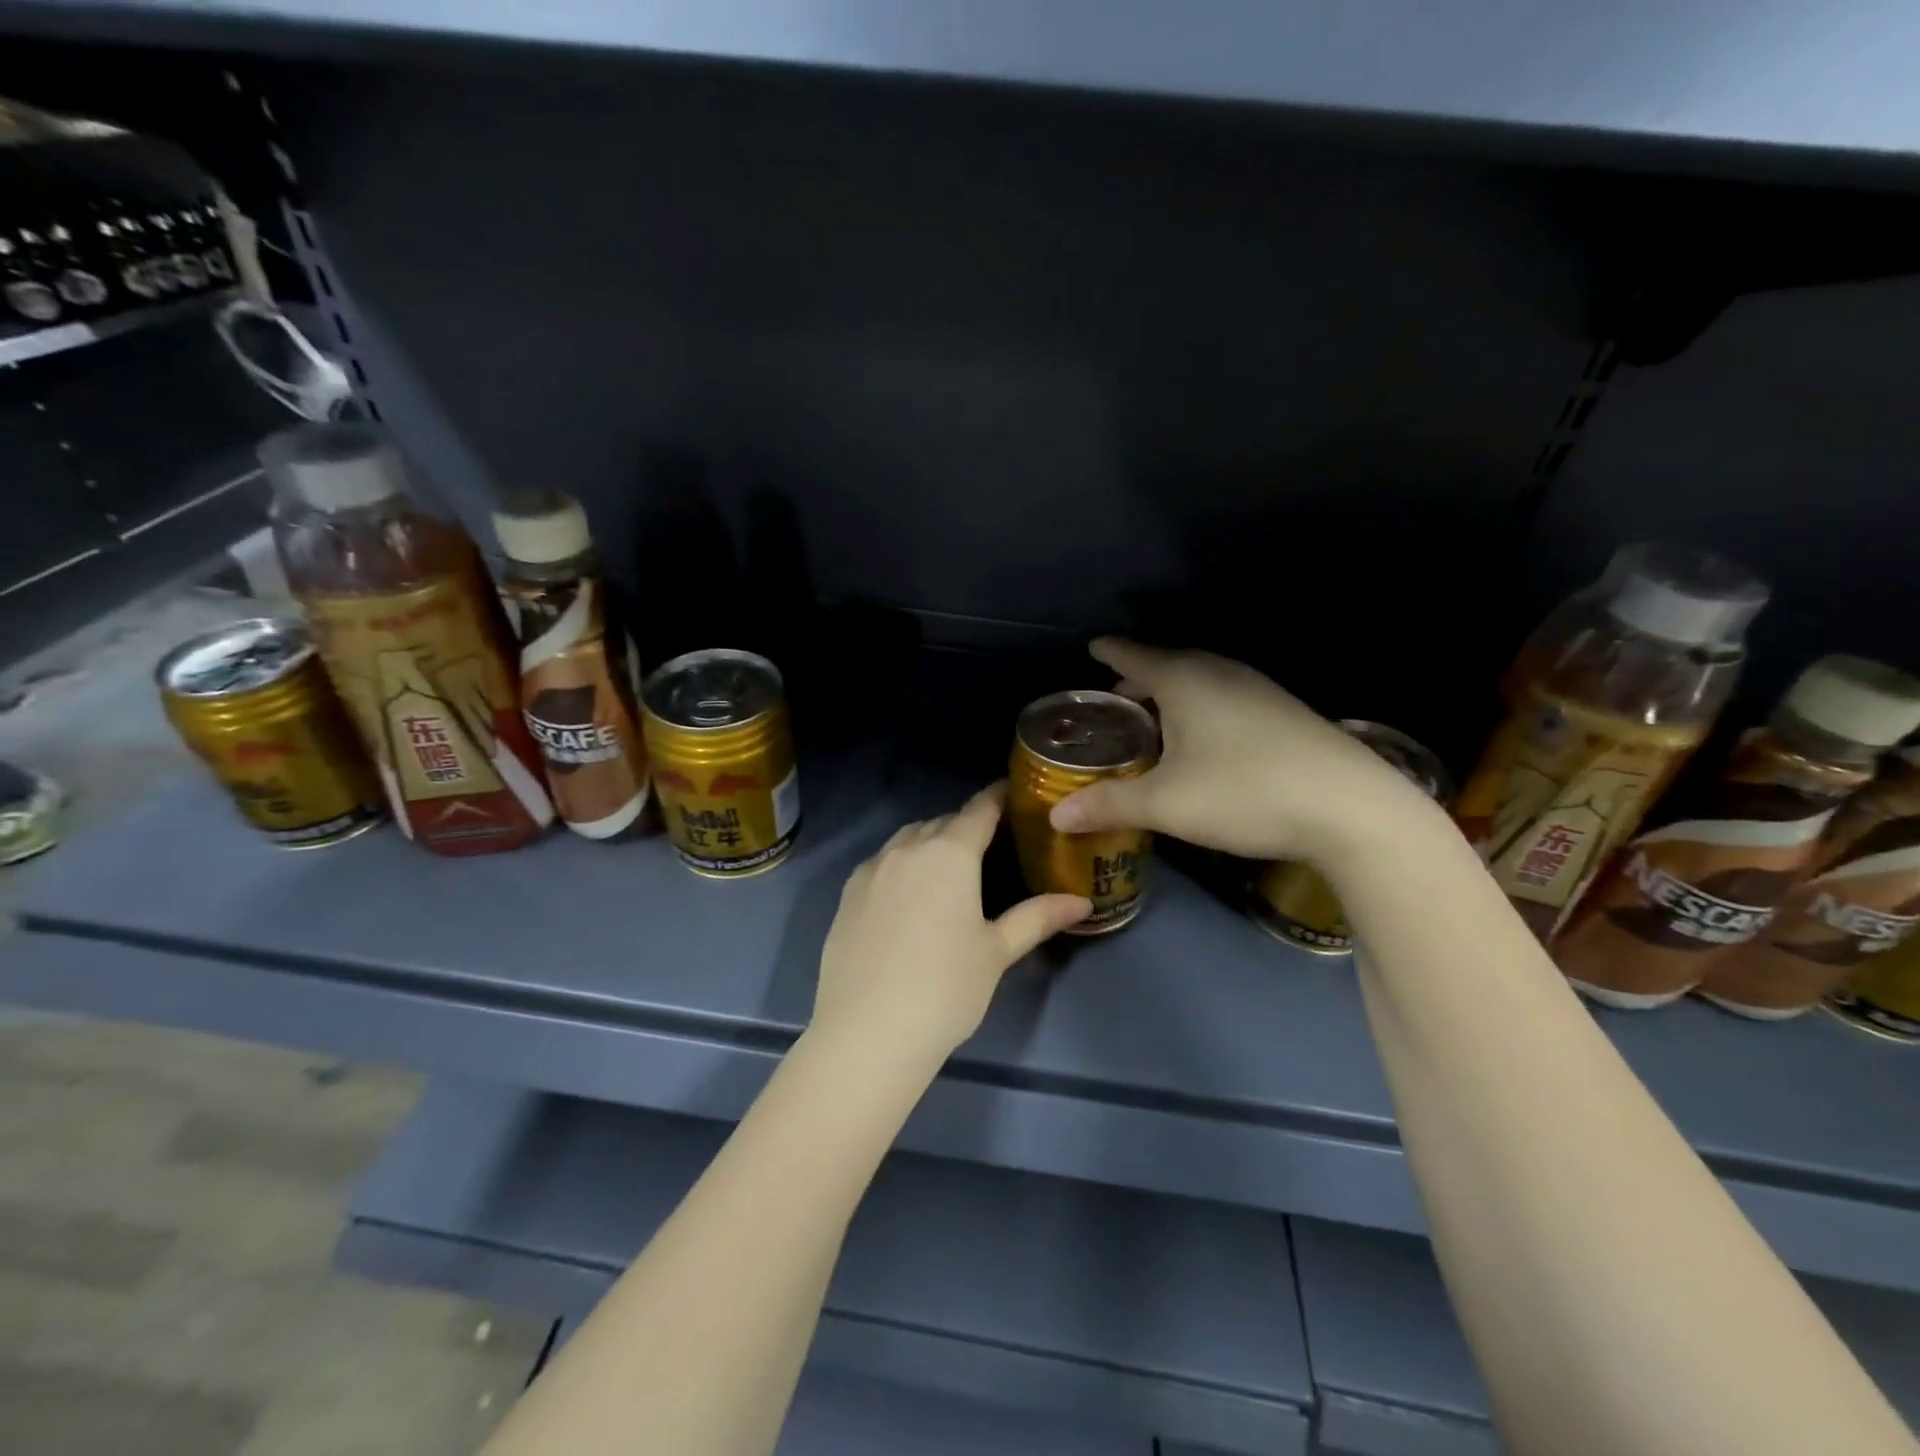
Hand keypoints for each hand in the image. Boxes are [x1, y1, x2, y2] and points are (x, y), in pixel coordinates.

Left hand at [813, 783, 1090, 1062]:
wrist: (867, 1032)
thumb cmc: (945, 989)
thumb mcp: (997, 952)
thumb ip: (1037, 918)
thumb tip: (1081, 902)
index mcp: (949, 853)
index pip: (979, 810)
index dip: (998, 798)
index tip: (1013, 793)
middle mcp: (907, 848)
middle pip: (942, 822)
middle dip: (966, 826)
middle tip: (990, 844)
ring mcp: (871, 869)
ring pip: (907, 839)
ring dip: (931, 842)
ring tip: (949, 868)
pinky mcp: (847, 892)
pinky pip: (882, 862)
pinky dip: (902, 864)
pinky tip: (909, 894)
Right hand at [1049, 638, 1434, 864]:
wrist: (1351, 808)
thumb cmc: (1244, 792)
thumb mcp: (1165, 804)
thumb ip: (1109, 805)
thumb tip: (1057, 815)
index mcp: (1186, 681)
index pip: (1136, 655)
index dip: (1111, 652)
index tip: (1093, 646)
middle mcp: (1222, 674)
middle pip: (1170, 664)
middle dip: (1140, 676)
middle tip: (1116, 698)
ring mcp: (1260, 691)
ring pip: (1203, 680)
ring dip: (1174, 693)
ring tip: (1156, 719)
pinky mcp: (1286, 714)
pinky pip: (1227, 697)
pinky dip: (1203, 707)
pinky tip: (1206, 740)